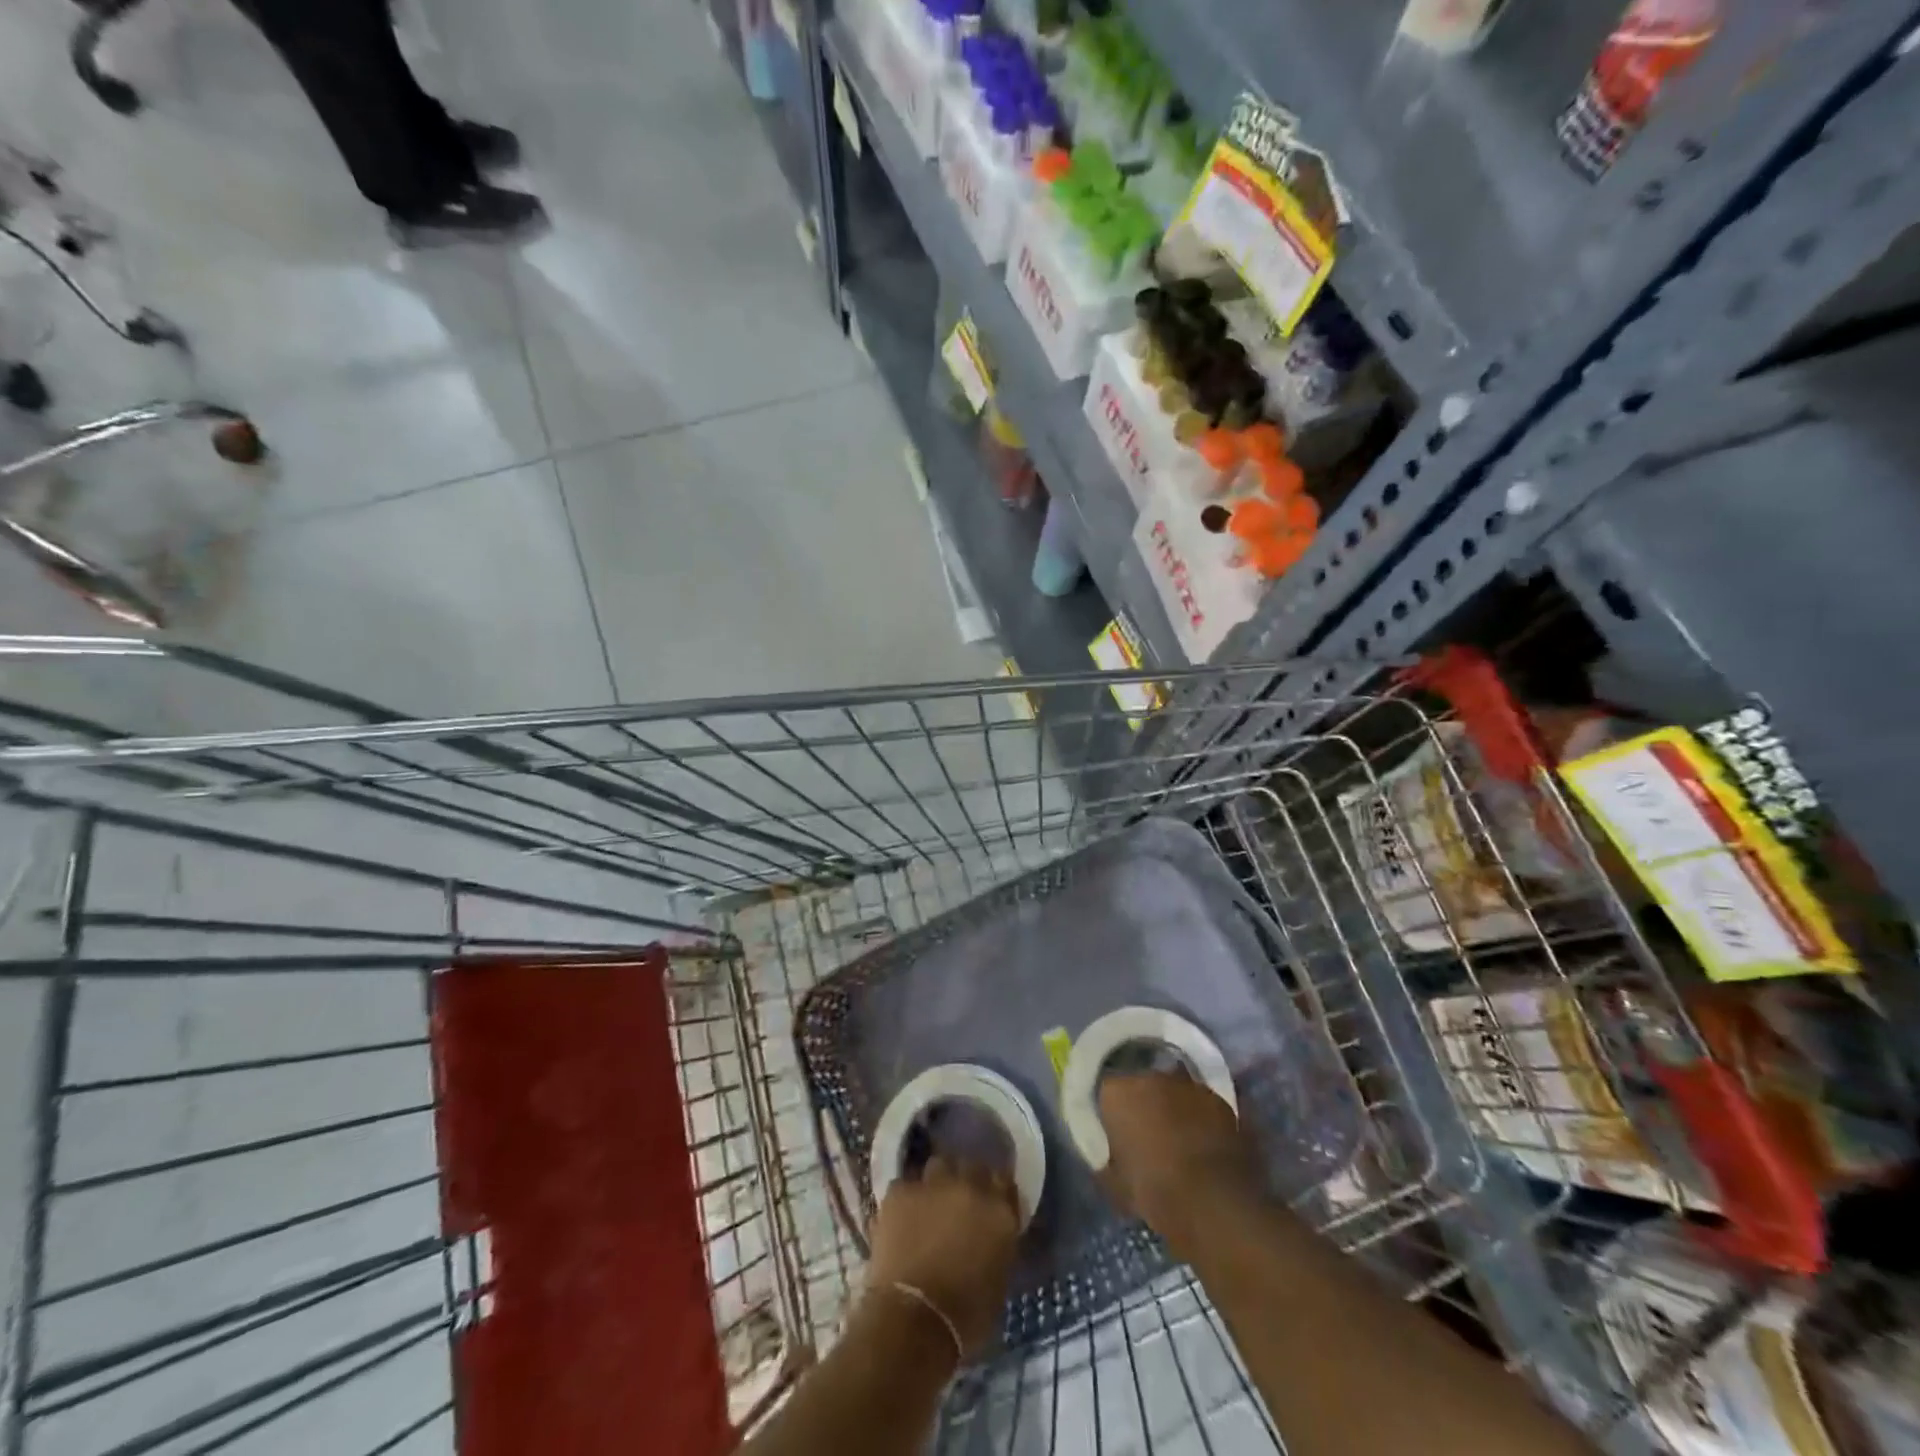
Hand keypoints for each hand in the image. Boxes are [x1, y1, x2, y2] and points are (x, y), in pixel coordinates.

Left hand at [866, 1156, 1019, 1356]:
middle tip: (958, 1204)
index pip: (1004, 1181)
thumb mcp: (998, 1281)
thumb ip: (998, 1244)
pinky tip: (901, 1218)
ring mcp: (933, 1184)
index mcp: (1000, 1211)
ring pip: (938, 1166)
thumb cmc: (965, 1317)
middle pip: (972, 1167)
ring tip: (929, 1205)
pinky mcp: (900, 1191)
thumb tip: (990, 1236)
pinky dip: (905, 1199)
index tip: (990, 1202)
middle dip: (966, 1181)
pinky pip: (905, 1185)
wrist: (913, 1321)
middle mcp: (970, 1186)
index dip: (996, 1191)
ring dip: (937, 1182)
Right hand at [1097, 1071, 1257, 1254]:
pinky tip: (1204, 1146)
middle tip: (1148, 1136)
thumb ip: (1107, 1164)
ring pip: (1176, 1093)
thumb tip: (1107, 1162)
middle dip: (1146, 1105)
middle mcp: (1151, 1076)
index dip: (1113, 1113)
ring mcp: (1189, 1086)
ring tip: (1180, 1141)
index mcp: (1118, 1091)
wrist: (1213, 1201)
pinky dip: (1202, 1120)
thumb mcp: (1115, 1185)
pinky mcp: (1221, 1101)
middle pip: (1144, 1086)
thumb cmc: (1153, 1190)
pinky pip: (1203, 1106)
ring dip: (1175, 1109)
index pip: (1107, 1092)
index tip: (1117, 1134)